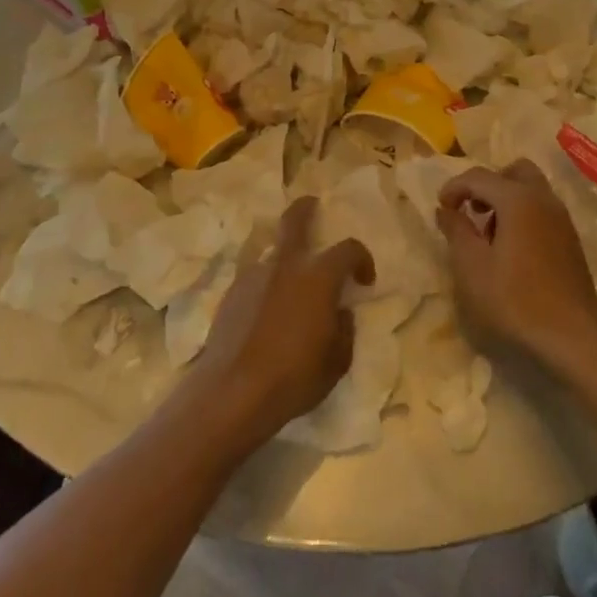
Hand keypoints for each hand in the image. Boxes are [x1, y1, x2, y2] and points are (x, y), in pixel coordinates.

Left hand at [186, 196, 374, 453]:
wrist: (233, 391)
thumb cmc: (294, 377)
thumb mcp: (336, 362)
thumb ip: (344, 331)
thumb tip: (340, 314)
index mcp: (318, 276)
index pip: (348, 249)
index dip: (362, 259)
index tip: (364, 279)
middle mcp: (286, 265)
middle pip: (295, 219)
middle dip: (306, 208)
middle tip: (313, 206)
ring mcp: (254, 275)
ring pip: (273, 252)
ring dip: (285, 259)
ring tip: (290, 285)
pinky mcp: (231, 292)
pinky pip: (255, 277)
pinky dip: (266, 284)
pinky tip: (266, 311)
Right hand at [436, 160, 596, 375]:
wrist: (572, 338)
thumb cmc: (514, 300)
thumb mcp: (471, 267)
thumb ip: (456, 230)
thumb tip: (445, 209)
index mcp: (518, 199)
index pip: (479, 176)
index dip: (454, 188)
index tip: (441, 209)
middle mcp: (544, 200)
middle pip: (514, 171)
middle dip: (488, 184)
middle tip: (471, 211)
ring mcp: (562, 219)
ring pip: (531, 190)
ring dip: (506, 200)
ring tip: (488, 235)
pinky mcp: (571, 241)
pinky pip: (542, 210)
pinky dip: (523, 215)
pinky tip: (511, 251)